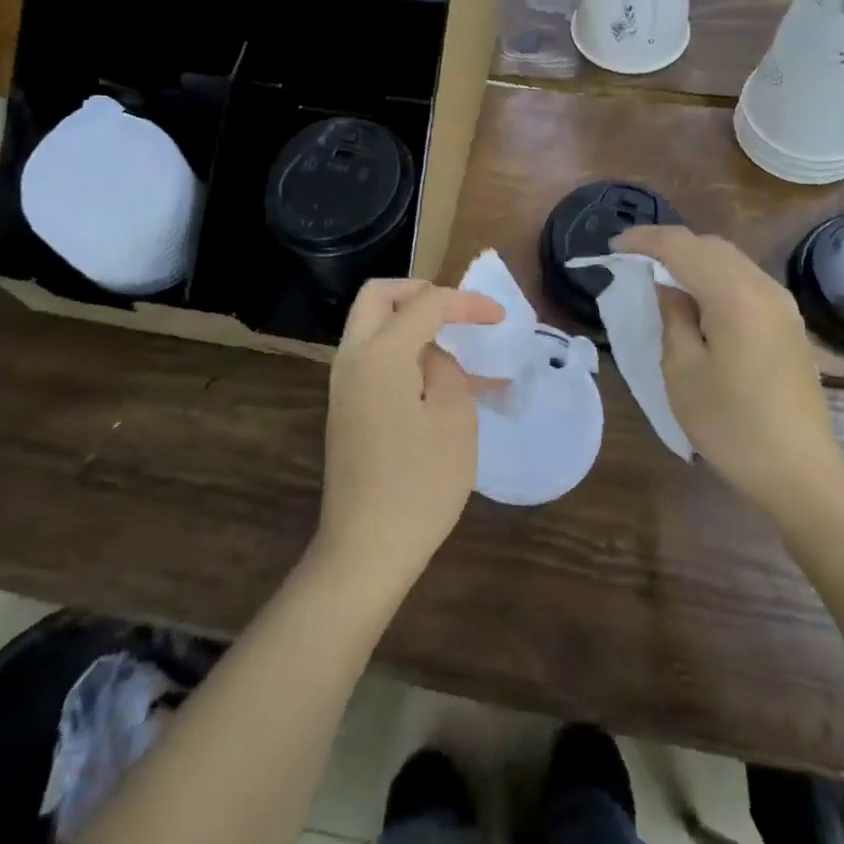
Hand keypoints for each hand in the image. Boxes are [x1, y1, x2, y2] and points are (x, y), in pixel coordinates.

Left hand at [317, 278, 503, 593]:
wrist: (365, 550)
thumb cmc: (419, 484)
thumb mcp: (454, 419)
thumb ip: (447, 370)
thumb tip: (432, 357)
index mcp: (379, 353)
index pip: (425, 304)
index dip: (466, 303)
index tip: (500, 317)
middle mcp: (352, 358)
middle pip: (379, 297)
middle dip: (420, 293)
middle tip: (456, 311)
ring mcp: (344, 385)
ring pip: (374, 328)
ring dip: (413, 326)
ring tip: (459, 351)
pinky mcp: (347, 409)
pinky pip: (375, 360)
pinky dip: (405, 355)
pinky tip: (442, 383)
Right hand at [611, 226, 843, 517]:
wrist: (799, 471)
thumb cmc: (731, 424)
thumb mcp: (683, 371)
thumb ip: (673, 318)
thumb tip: (668, 287)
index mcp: (735, 295)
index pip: (682, 247)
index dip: (645, 240)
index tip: (614, 246)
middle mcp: (763, 288)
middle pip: (710, 246)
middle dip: (669, 245)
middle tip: (633, 258)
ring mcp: (781, 305)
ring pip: (730, 260)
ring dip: (693, 260)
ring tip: (659, 275)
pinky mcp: (787, 323)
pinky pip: (744, 281)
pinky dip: (714, 277)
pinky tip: (695, 299)